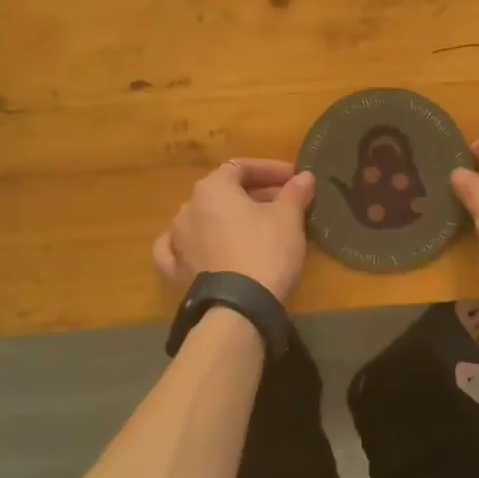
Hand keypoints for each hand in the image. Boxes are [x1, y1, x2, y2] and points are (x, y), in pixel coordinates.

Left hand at [152, 159, 317, 302]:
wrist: (238, 310)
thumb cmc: (265, 251)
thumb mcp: (288, 218)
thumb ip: (295, 192)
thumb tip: (305, 176)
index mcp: (212, 188)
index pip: (241, 167)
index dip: (270, 170)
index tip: (293, 179)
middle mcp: (187, 209)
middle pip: (224, 193)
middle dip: (255, 195)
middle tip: (284, 204)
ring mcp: (176, 241)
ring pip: (204, 219)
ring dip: (229, 219)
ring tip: (256, 228)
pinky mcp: (174, 271)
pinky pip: (182, 249)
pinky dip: (197, 244)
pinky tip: (206, 248)